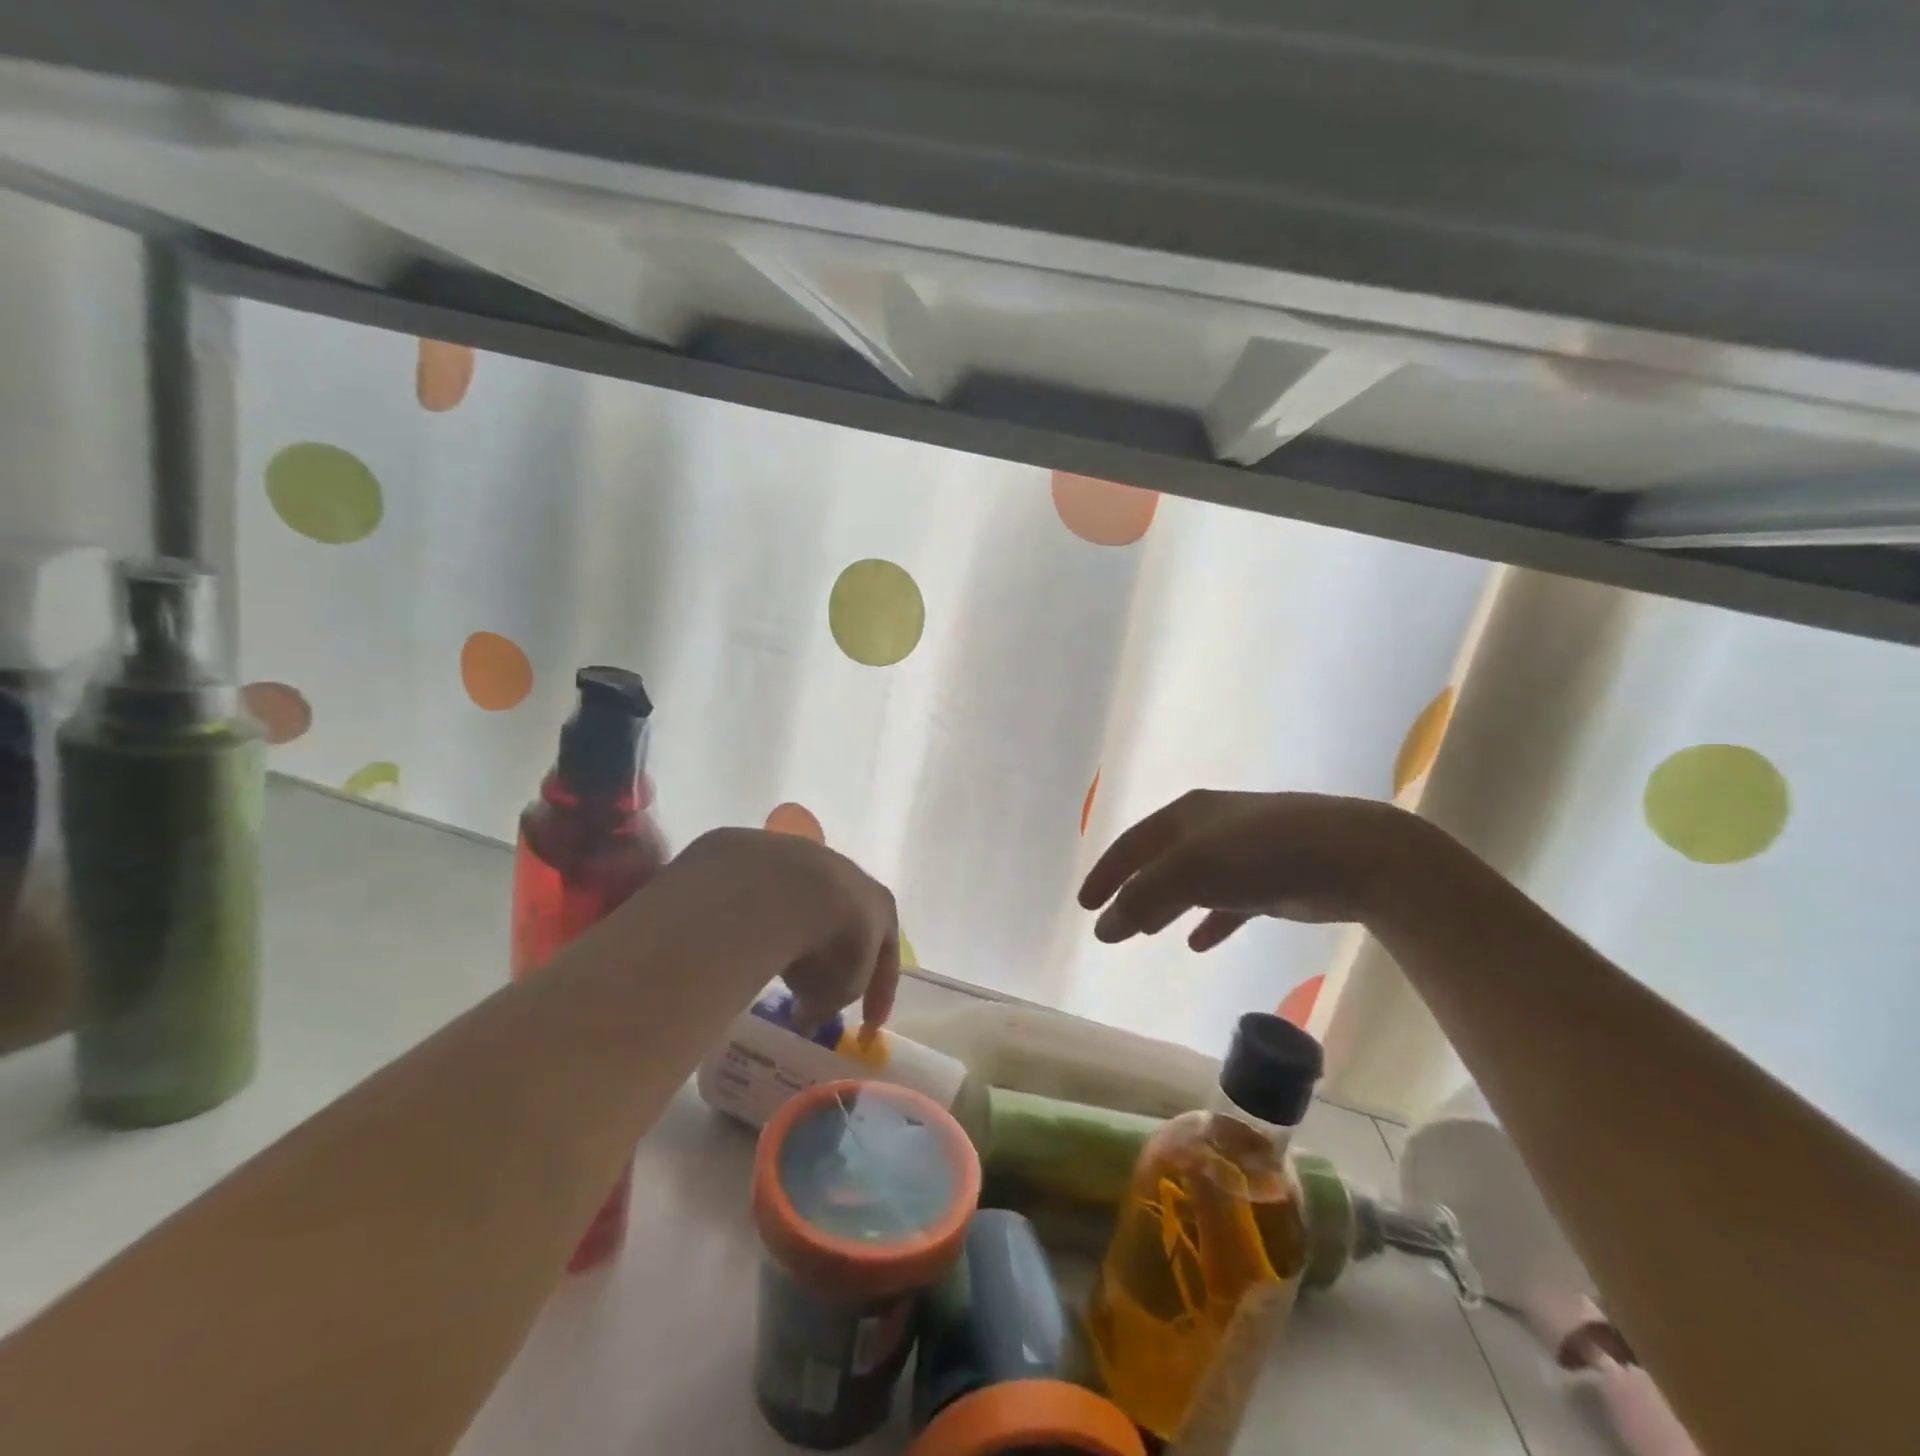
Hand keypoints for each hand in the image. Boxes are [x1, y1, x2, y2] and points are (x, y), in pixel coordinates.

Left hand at [661, 827, 901, 1031]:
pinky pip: (777, 898)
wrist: (785, 890)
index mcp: (883, 910)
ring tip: (784, 961)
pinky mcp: (775, 856)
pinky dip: (773, 921)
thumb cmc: (830, 944)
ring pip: (813, 906)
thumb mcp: (837, 991)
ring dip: (804, 934)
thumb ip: (829, 1005)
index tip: (869, 1026)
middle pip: (852, 923)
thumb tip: (807, 1015)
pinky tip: (759, 937)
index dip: (880, 995)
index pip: (888, 959)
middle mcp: (855, 880)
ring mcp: (814, 862)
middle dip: (840, 956)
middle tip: (823, 986)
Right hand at [1078, 791, 1429, 948]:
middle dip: (1135, 891)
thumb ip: (1142, 898)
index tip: (1085, 904)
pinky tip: (1198, 943)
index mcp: (1186, 815)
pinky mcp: (1273, 880)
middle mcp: (1211, 828)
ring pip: (1193, 882)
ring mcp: (1244, 852)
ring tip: (1148, 931)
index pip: (1132, 843)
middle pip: (1160, 861)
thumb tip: (1102, 928)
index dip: (1106, 872)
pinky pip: (1229, 902)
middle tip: (1113, 923)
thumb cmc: (1259, 853)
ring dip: (1168, 905)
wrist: (1351, 856)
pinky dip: (1210, 920)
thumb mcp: (1189, 871)